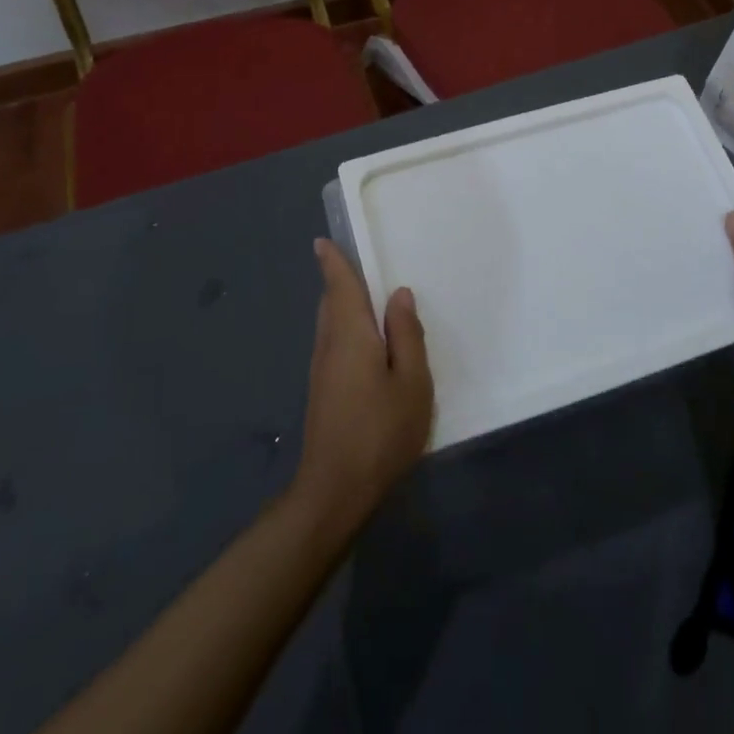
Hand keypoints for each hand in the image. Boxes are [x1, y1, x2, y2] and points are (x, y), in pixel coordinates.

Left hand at [290, 240, 434, 537]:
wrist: (335, 491)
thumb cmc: (381, 431)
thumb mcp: (412, 382)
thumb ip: (407, 335)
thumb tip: (399, 295)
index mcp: (350, 336)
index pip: (339, 288)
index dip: (332, 263)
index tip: (321, 242)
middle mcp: (329, 346)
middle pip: (331, 304)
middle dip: (340, 283)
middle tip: (357, 266)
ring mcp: (322, 372)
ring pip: (330, 326)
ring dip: (344, 307)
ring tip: (368, 301)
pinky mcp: (322, 393)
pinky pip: (334, 345)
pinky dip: (346, 329)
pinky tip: (367, 345)